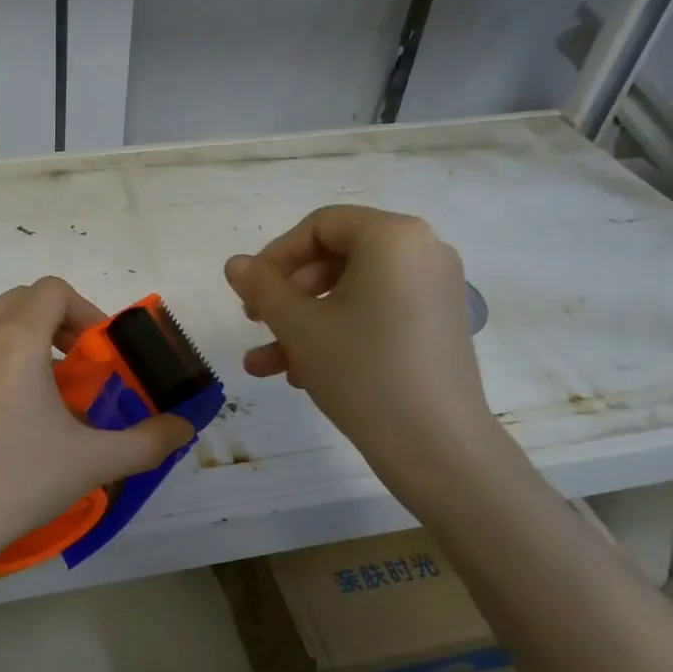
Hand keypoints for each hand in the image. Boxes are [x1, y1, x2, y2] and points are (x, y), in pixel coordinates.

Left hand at [0, 277, 195, 572]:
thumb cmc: (19, 481)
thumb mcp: (94, 461)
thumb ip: (149, 441)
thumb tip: (185, 429)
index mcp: (16, 340)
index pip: (54, 290)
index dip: (87, 311)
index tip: (101, 353)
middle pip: (25, 299)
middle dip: (60, 321)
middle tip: (82, 365)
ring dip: (29, 338)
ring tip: (50, 390)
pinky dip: (1, 358)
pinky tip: (12, 412)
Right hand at [223, 205, 499, 494]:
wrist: (436, 445)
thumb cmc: (362, 371)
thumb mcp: (298, 326)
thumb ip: (261, 287)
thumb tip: (235, 263)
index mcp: (393, 238)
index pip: (321, 226)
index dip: (276, 255)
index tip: (248, 290)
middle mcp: (422, 252)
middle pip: (336, 258)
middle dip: (287, 294)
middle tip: (255, 323)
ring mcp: (434, 291)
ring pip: (351, 294)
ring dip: (303, 324)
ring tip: (265, 364)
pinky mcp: (437, 326)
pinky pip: (376, 315)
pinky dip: (337, 334)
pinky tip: (301, 375)